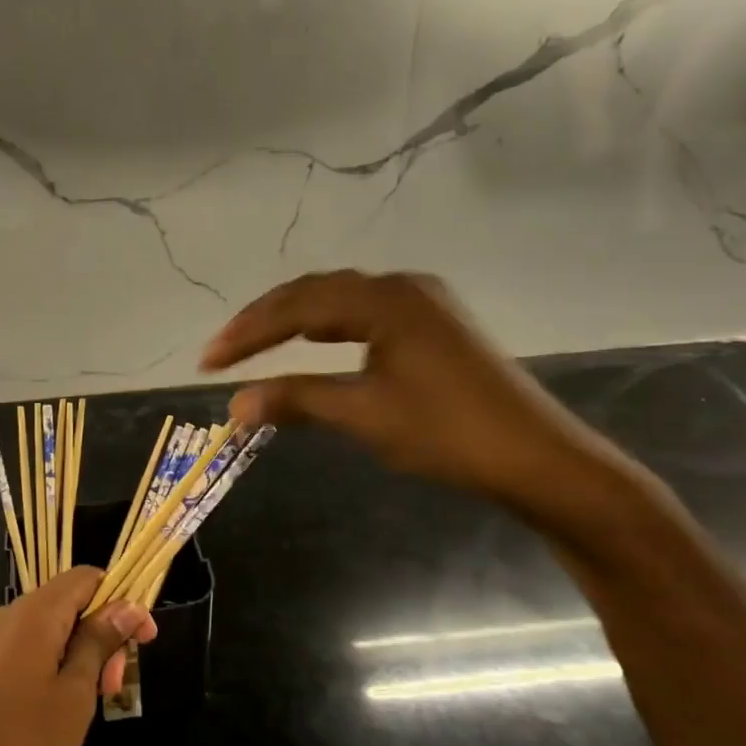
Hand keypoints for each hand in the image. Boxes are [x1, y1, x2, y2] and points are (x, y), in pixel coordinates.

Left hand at [0, 569, 156, 745]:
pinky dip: (59, 661)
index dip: (122, 600)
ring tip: (98, 698)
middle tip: (116, 684)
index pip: (87, 577)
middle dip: (103, 633)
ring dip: (83, 651)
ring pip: (54, 626)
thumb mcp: (75, 693)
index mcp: (36, 612)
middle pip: (71, 601)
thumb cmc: (23, 743)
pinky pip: (33, 645)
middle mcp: (12, 613)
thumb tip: (128, 606)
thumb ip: (100, 642)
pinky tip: (69, 700)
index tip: (144, 639)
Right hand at [201, 270, 633, 515]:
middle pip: (315, 292)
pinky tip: (316, 341)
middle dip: (265, 321)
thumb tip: (234, 405)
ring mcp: (423, 303)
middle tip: (223, 350)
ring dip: (296, 320)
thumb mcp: (363, 414)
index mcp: (383, 299)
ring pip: (341, 300)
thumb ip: (296, 400)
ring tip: (257, 344)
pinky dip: (330, 327)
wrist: (538, 458)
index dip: (247, 332)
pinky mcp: (435, 325)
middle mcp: (402, 287)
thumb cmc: (447, 433)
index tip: (208, 361)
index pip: (296, 306)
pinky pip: (366, 313)